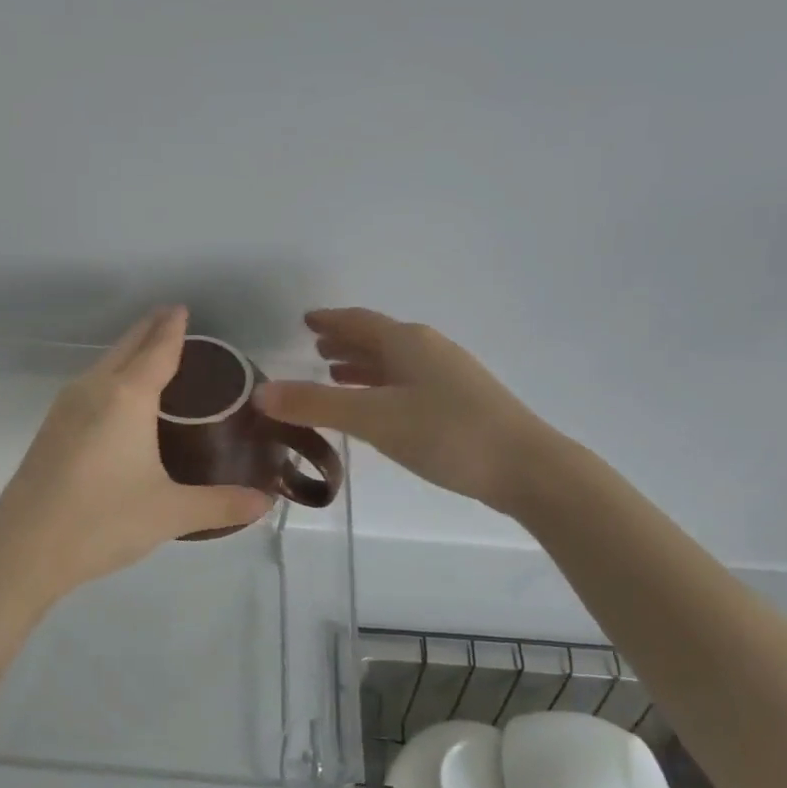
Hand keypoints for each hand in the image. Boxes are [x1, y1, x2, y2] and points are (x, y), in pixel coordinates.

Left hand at [0, 307, 273, 604]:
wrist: (23, 550)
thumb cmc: (103, 522)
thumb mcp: (171, 513)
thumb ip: (222, 504)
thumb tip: (267, 503)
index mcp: (127, 397)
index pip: (158, 350)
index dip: (173, 328)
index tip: (182, 308)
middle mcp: (94, 390)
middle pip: (126, 348)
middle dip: (149, 329)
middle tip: (171, 318)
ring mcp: (65, 408)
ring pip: (102, 365)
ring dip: (126, 353)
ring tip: (149, 354)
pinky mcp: (50, 430)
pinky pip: (88, 387)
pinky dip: (110, 377)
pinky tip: (117, 400)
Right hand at [256, 308, 563, 513]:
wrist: (525, 466)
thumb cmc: (445, 433)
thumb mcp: (373, 419)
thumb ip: (316, 405)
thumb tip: (261, 393)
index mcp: (406, 342)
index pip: (358, 321)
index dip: (329, 320)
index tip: (305, 320)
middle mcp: (428, 349)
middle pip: (378, 338)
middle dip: (345, 343)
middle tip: (316, 349)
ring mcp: (449, 375)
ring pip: (395, 362)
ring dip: (364, 366)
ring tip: (336, 376)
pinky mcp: (461, 402)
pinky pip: (408, 382)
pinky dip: (383, 386)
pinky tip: (379, 408)